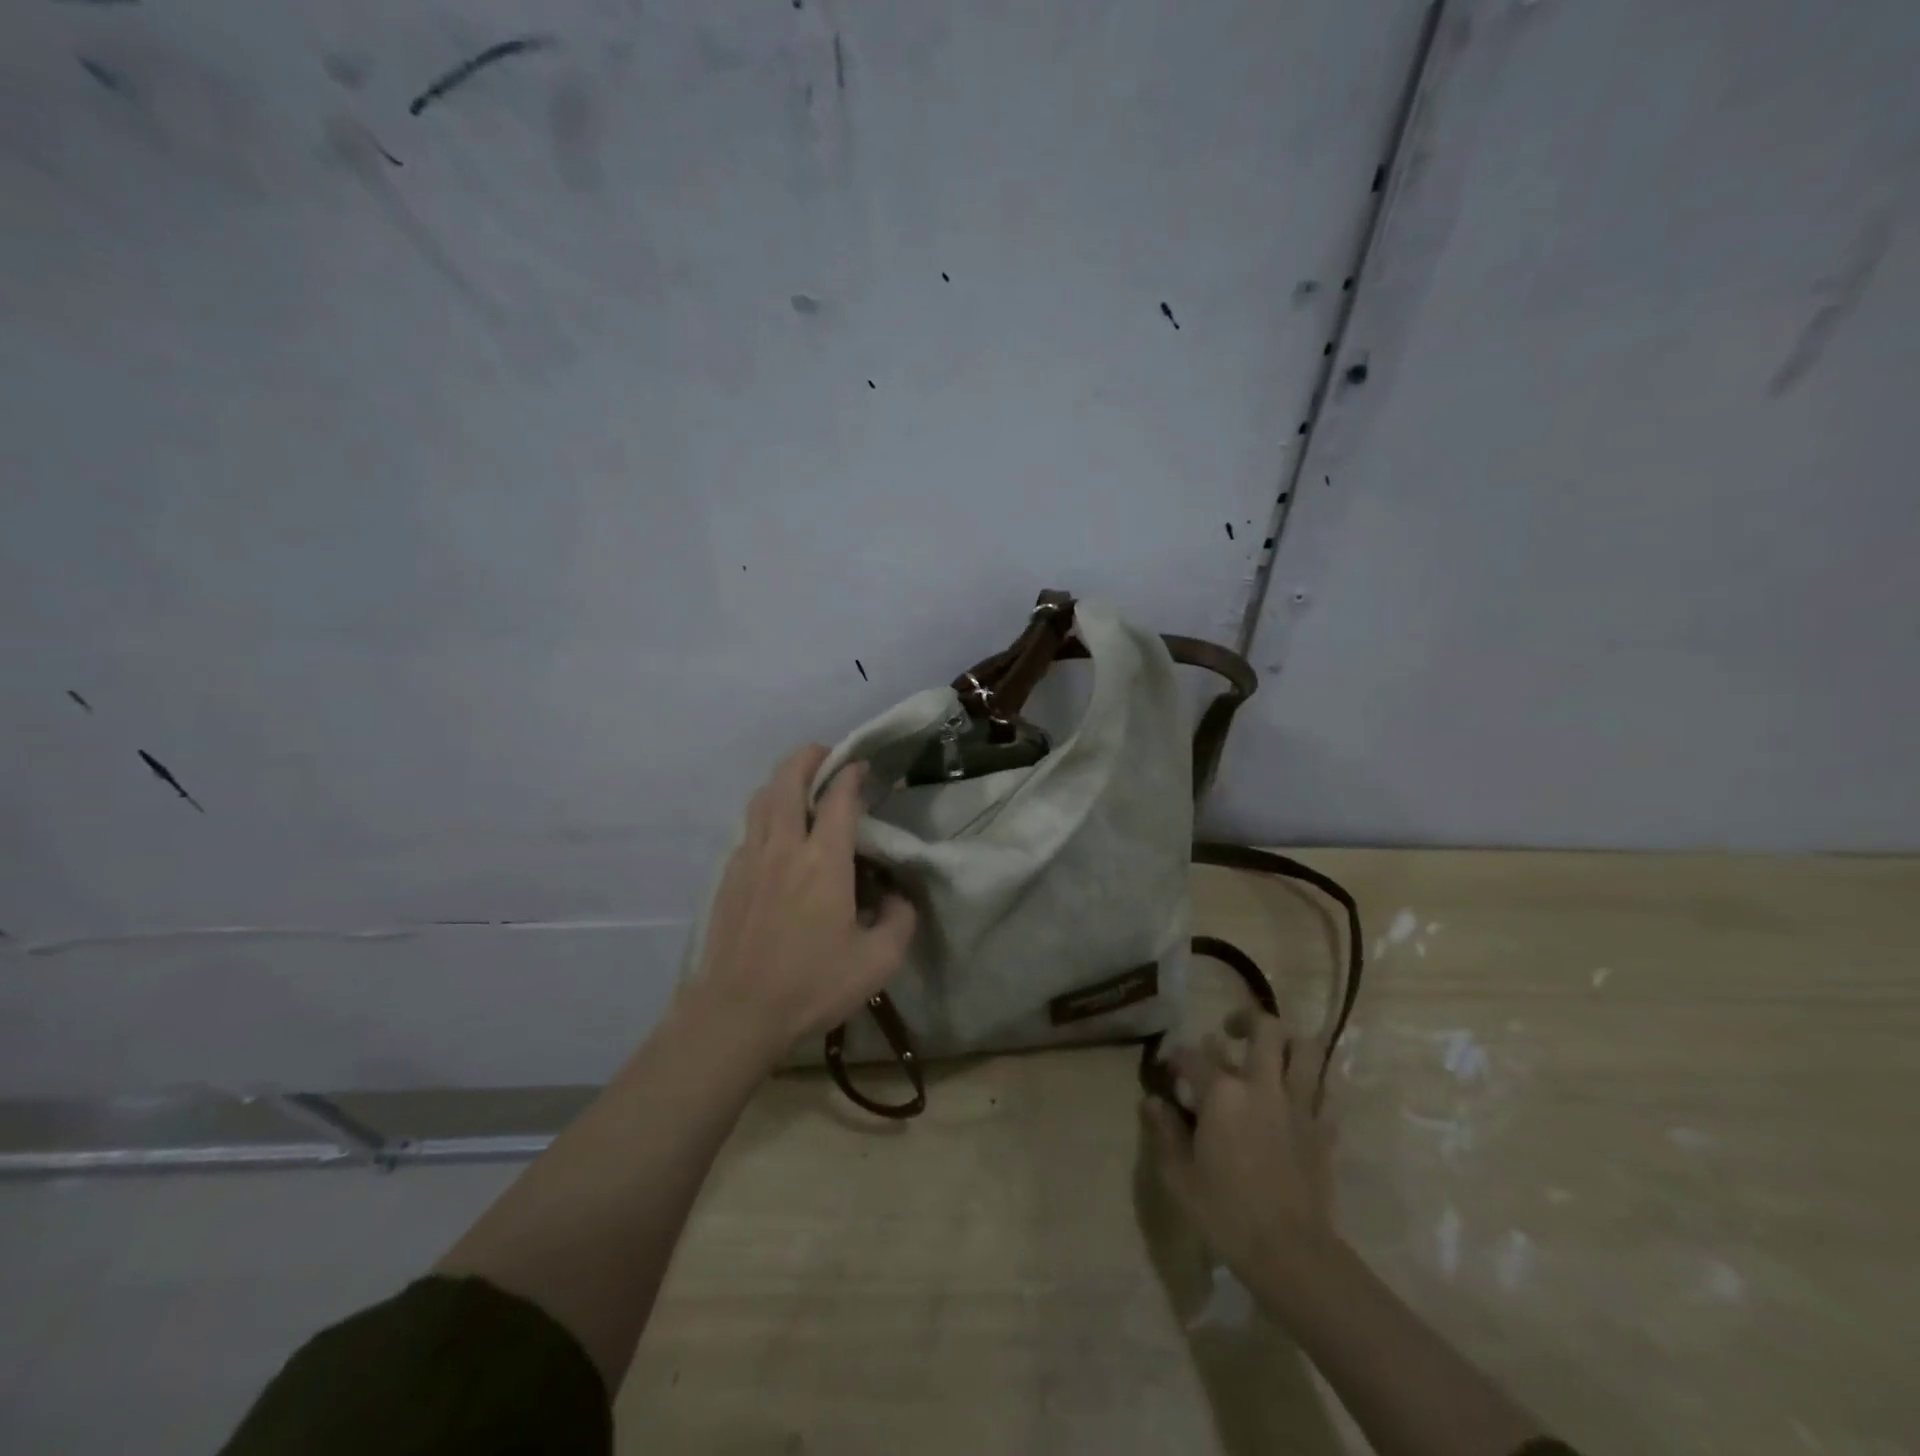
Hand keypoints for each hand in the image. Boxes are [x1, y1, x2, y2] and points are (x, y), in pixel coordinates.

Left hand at [688, 744, 917, 1062]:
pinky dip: (765, 812)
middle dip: (808, 757)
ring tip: (800, 785)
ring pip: (761, 798)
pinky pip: (748, 826)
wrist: (735, 1014)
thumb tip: (898, 895)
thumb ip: (900, 920)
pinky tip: (776, 834)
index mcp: (823, 861)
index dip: (851, 775)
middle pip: (788, 780)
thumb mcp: (878, 962)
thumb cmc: (811, 986)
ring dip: (782, 780)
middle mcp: (784, 847)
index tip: (862, 768)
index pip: (838, 797)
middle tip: (827, 756)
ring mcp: (750, 859)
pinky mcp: (729, 877)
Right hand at [1142, 1010, 1339, 1287]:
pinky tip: (1293, 1104)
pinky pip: (1322, 1095)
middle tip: (1231, 1032)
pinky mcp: (1324, 1131)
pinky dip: (1309, 1090)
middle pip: (1265, 1029)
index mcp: (1222, 1093)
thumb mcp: (1179, 1176)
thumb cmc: (1226, 1214)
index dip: (1177, 1057)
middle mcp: (1263, 1086)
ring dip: (1288, 1043)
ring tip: (1271, 1054)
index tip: (1170, 1068)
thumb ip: (1165, 1131)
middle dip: (1246, 1020)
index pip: (1194, 1055)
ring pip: (1306, 1050)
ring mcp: (1299, 1106)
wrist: (1293, 1256)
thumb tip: (1152, 1101)